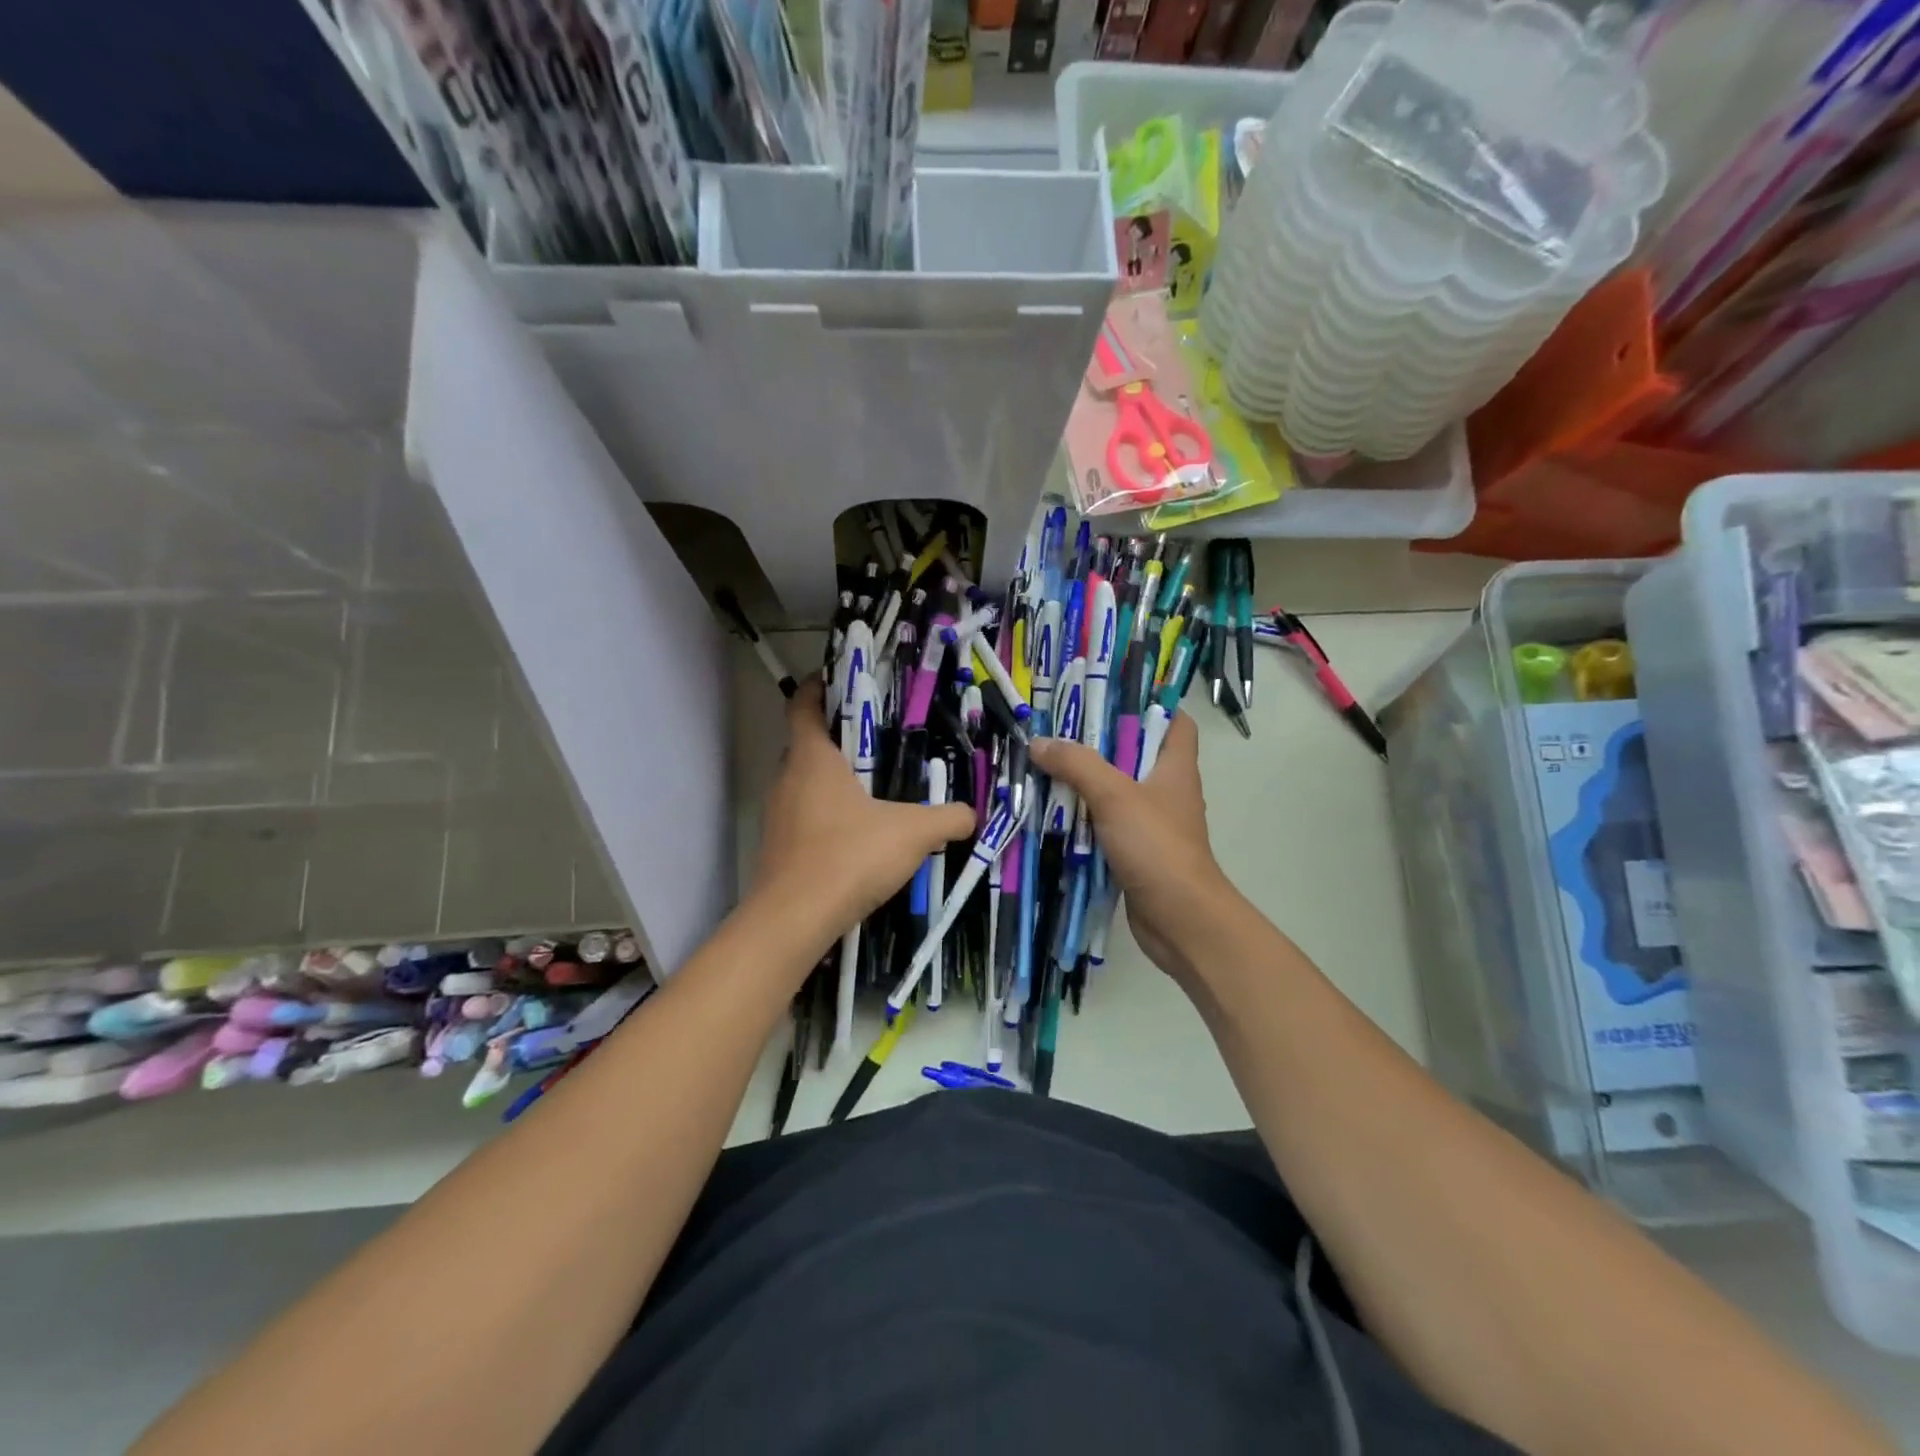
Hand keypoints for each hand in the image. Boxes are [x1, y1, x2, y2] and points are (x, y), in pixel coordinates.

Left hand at [752, 678, 975, 948]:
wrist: (794, 920)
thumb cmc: (849, 855)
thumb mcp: (912, 832)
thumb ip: (947, 818)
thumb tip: (972, 813)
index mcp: (812, 758)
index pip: (803, 705)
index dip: (816, 687)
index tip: (838, 680)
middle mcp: (787, 779)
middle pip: (805, 744)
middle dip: (835, 737)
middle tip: (874, 739)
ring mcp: (777, 815)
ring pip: (804, 783)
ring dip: (831, 780)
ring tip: (871, 787)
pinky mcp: (778, 848)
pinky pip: (803, 816)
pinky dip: (826, 814)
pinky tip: (857, 834)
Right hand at [1030, 714, 1232, 981]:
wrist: (1180, 919)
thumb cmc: (1157, 846)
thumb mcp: (1114, 796)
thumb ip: (1077, 765)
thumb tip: (1039, 742)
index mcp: (1175, 766)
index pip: (1175, 722)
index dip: (1150, 705)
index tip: (1108, 698)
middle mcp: (1166, 790)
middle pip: (1134, 753)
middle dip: (1098, 743)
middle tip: (1057, 731)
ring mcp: (1152, 822)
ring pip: (1116, 791)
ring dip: (1085, 782)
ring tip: (1045, 766)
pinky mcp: (1136, 850)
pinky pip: (1106, 824)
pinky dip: (1083, 818)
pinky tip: (1052, 813)